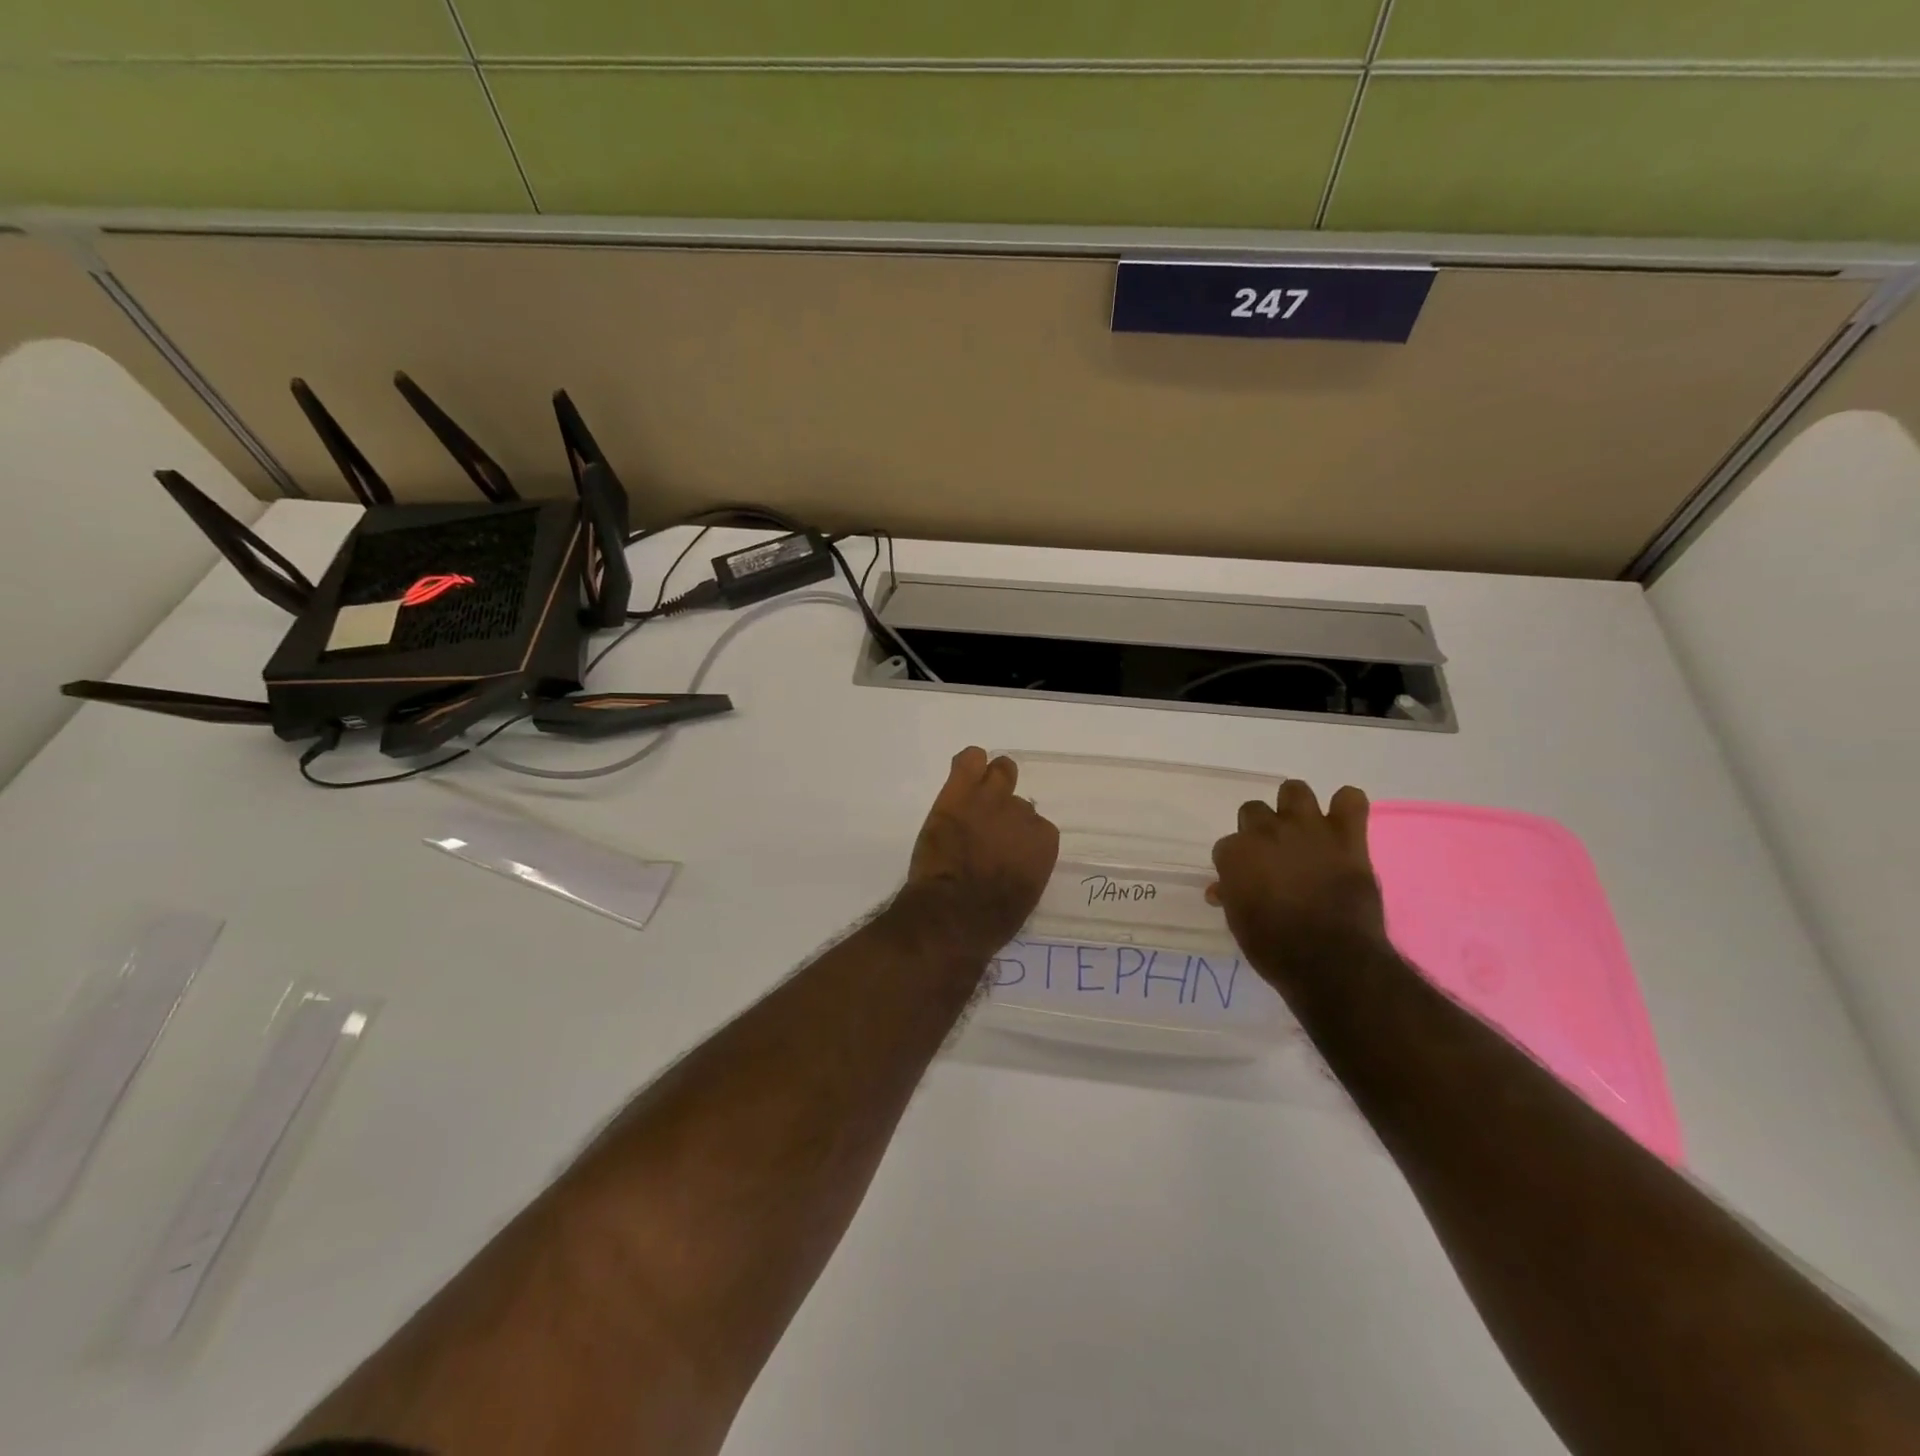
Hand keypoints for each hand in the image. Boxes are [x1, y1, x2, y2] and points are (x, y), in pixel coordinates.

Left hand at [904, 747, 1059, 953]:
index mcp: (1043, 842)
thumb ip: (1027, 867)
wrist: (952, 914)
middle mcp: (1022, 814)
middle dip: (1004, 814)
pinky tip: (962, 775)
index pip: (1037, 827)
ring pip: (1000, 771)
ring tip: (976, 795)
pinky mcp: (959, 793)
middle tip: (986, 828)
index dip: (1019, 837)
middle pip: (1018, 803)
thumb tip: (1016, 860)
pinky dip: (968, 763)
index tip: (1005, 849)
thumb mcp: (1025, 896)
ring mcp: (991, 799)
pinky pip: (969, 760)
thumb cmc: (990, 919)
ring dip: (991, 781)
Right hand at [1208, 780, 1389, 992]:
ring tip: (1303, 830)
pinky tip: (1343, 824)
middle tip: (1273, 854)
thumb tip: (1222, 889)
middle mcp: (1266, 831)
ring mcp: (1308, 828)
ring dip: (1296, 807)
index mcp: (1235, 852)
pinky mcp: (1347, 836)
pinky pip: (1351, 799)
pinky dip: (1347, 807)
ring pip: (1295, 790)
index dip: (1237, 863)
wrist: (1330, 959)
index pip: (1227, 845)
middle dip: (1260, 829)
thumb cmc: (1274, 947)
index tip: (1246, 880)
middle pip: (1254, 810)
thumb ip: (1231, 896)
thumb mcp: (1239, 922)